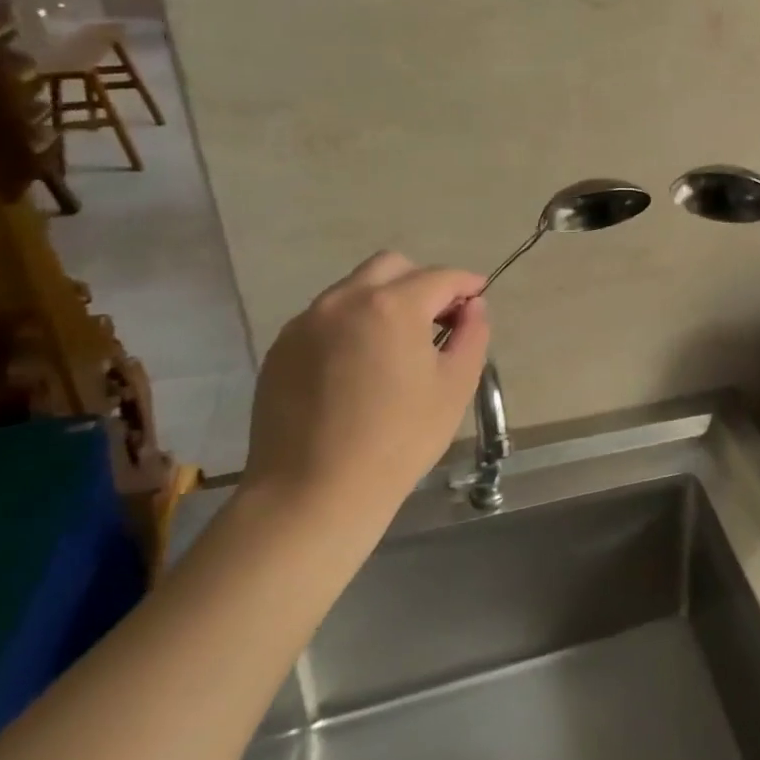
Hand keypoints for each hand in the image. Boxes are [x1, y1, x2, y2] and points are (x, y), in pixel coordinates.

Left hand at [242, 253, 489, 526]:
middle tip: (438, 321)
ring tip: (396, 348)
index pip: (440, 277)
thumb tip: (473, 307)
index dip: (467, 284)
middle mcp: (344, 301)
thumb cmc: (399, 439)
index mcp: (392, 306)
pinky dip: (351, 326)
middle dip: (422, 283)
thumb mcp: (455, 386)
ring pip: (354, 290)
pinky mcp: (281, 349)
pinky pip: (326, 319)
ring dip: (384, 302)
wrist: (313, 493)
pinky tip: (359, 369)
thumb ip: (472, 335)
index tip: (479, 298)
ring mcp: (306, 323)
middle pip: (391, 267)